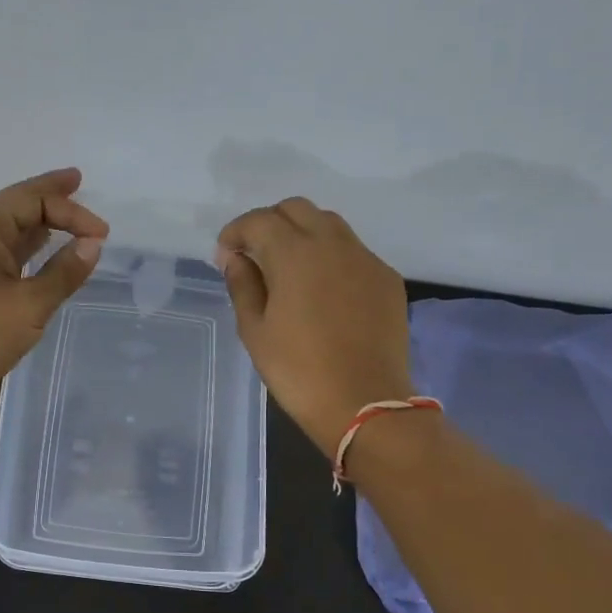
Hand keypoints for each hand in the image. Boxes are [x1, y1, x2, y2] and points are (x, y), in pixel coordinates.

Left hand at [0, 168, 108, 413]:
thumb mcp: (31, 304)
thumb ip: (65, 272)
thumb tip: (92, 244)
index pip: (31, 200)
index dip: (70, 210)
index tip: (102, 234)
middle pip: (16, 205)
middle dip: (49, 195)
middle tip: (77, 181)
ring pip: (10, 229)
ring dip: (40, 221)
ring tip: (68, 213)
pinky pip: (5, 251)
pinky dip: (30, 246)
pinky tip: (45, 250)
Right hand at [215, 197, 412, 456]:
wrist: (365, 403)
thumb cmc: (298, 370)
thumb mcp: (255, 331)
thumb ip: (242, 285)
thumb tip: (236, 258)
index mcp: (295, 253)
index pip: (259, 220)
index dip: (236, 232)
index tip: (225, 255)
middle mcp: (333, 243)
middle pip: (297, 209)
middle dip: (270, 223)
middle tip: (255, 254)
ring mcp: (365, 259)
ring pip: (329, 224)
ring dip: (303, 234)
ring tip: (289, 268)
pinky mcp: (386, 278)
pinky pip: (353, 251)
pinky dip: (331, 256)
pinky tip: (323, 290)